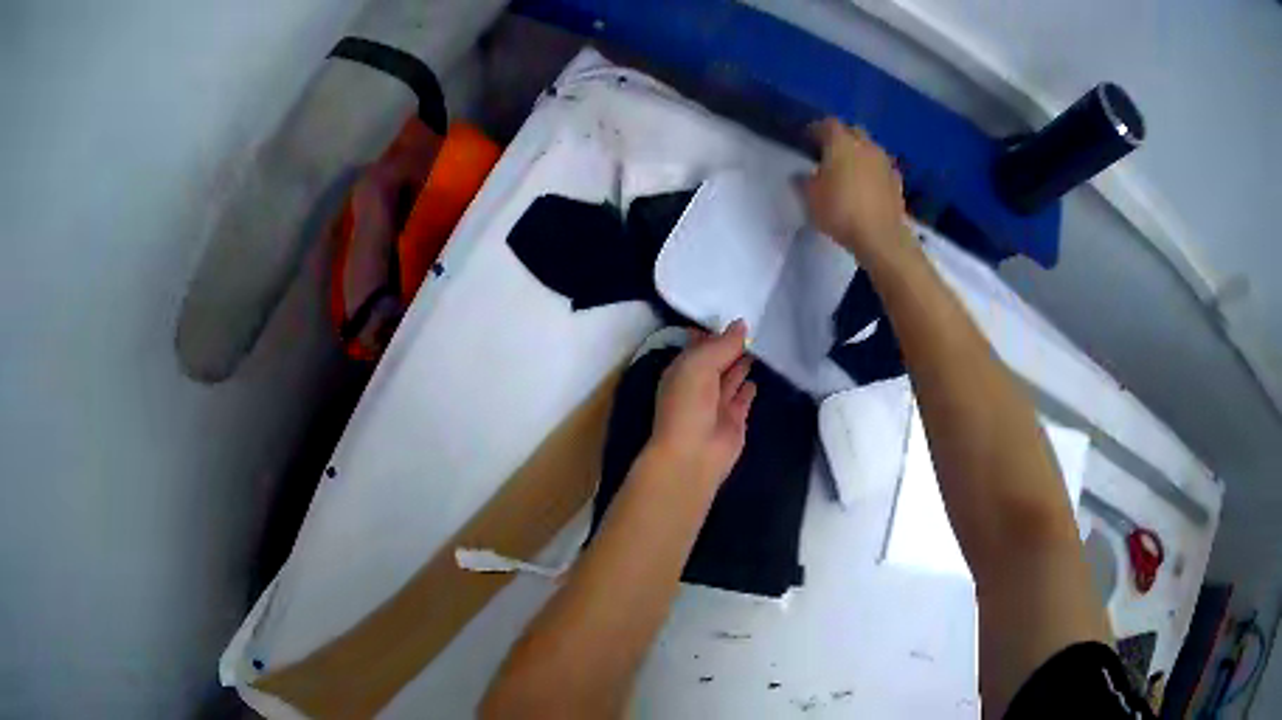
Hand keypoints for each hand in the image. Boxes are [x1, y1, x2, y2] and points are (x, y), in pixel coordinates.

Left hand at [649, 321, 756, 490]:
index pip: (699, 345)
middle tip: (756, 326)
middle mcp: (698, 384)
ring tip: (761, 344)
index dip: (715, 332)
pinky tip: (758, 375)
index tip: (737, 316)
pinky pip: (743, 398)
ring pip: (731, 377)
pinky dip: (749, 387)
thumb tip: (741, 324)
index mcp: (683, 369)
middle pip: (717, 360)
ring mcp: (717, 403)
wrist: (693, 454)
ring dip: (742, 363)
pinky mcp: (734, 419)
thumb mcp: (700, 365)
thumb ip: (722, 345)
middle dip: (731, 346)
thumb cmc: (688, 404)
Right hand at [803, 119, 913, 261]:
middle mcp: (866, 145)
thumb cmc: (841, 212)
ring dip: (859, 154)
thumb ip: (803, 181)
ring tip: (849, 170)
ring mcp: (885, 162)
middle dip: (841, 137)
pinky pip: (881, 168)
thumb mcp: (810, 198)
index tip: (807, 140)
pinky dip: (873, 171)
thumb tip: (802, 174)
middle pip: (853, 132)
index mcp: (842, 142)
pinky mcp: (897, 181)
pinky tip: (867, 185)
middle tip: (829, 152)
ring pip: (869, 148)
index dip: (816, 130)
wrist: (881, 238)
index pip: (827, 124)